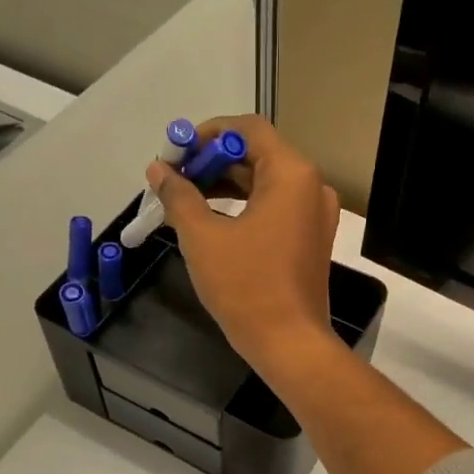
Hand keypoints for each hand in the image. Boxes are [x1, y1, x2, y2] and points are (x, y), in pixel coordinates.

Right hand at [147, 116, 343, 373]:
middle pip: (257, 155)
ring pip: (264, 183)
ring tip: (183, 198)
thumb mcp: (202, 237)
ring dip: (224, 185)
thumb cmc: (246, 286)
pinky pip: (274, 207)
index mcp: (291, 174)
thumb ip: (179, 195)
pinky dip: (243, 206)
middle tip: (172, 178)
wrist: (289, 343)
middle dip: (211, 163)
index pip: (247, 130)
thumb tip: (158, 170)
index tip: (175, 153)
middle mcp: (311, 186)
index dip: (207, 135)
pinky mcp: (310, 238)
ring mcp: (315, 214)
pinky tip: (210, 219)